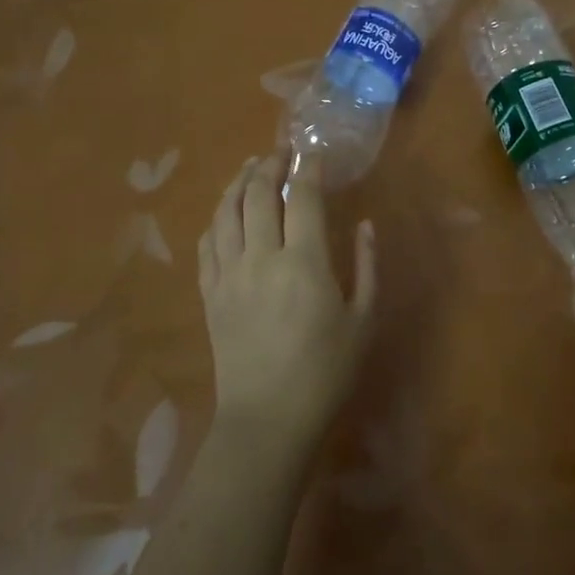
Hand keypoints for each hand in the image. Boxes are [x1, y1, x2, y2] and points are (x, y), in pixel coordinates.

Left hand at [198, 153, 376, 448]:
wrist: (267, 421)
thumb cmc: (325, 373)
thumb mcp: (363, 320)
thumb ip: (367, 267)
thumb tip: (365, 225)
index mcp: (303, 262)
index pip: (301, 197)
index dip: (306, 169)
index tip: (312, 154)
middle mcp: (260, 257)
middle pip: (256, 194)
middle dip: (268, 166)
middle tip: (280, 154)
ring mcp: (228, 274)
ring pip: (225, 212)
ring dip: (237, 183)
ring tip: (249, 168)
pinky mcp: (209, 294)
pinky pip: (206, 244)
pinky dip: (216, 220)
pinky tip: (224, 213)